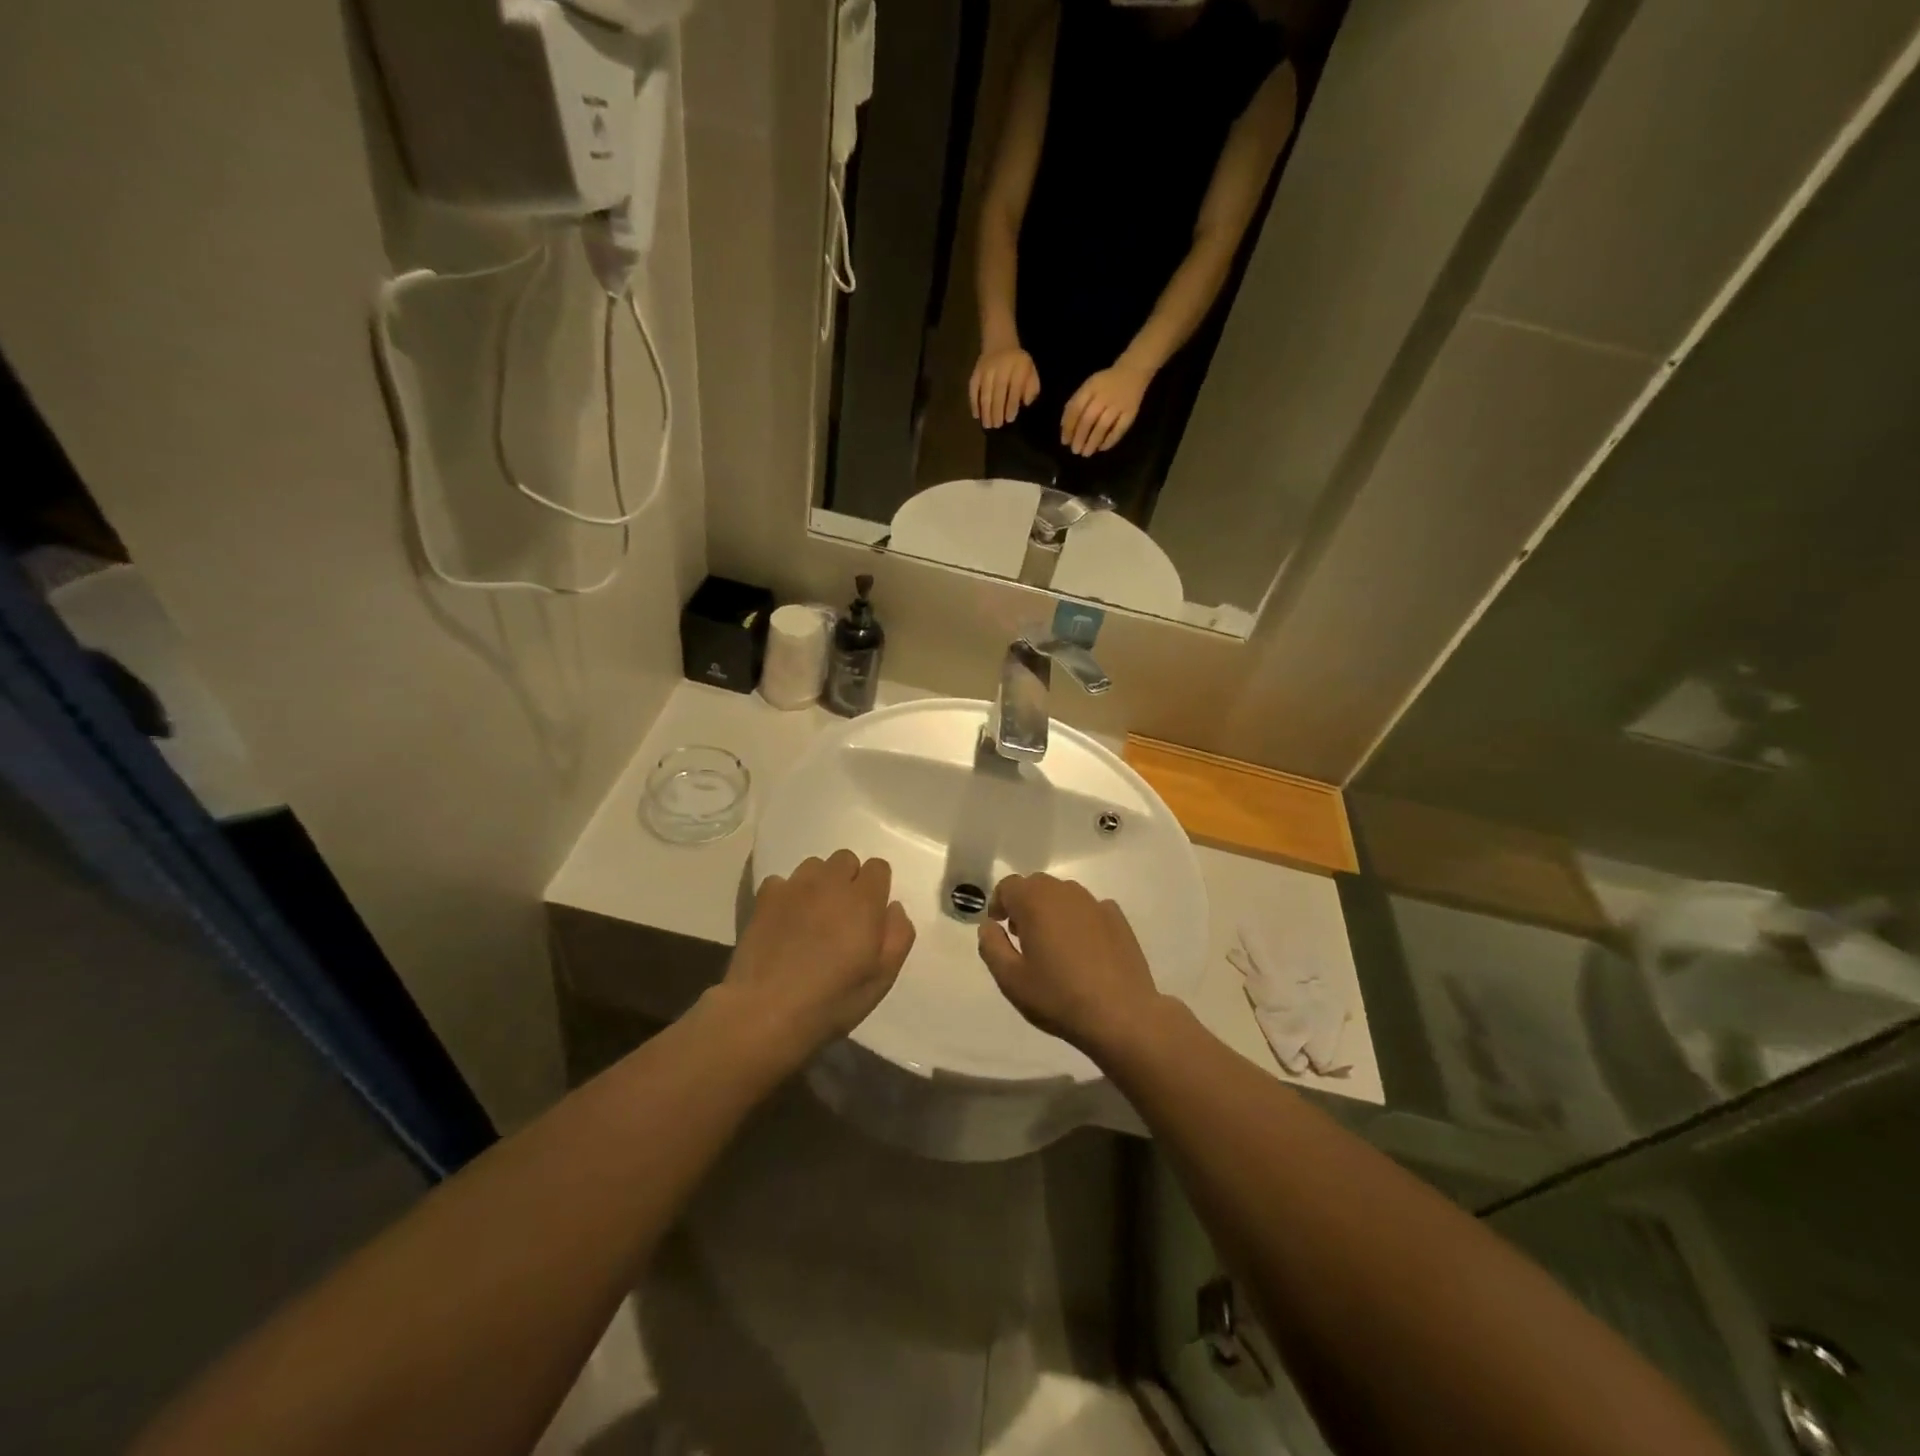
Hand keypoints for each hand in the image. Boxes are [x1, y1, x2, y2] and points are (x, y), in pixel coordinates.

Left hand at [722, 850, 914, 1068]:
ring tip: (813, 915)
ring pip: (814, 866)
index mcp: (864, 900)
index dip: (877, 887)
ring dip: (819, 883)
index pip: (878, 867)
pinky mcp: (765, 898)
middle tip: (843, 915)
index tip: (871, 913)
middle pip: (846, 859)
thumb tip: (893, 907)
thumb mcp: (883, 978)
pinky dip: (786, 895)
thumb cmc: (833, 1000)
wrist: (766, 1012)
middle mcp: (830, 883)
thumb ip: (898, 935)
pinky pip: (781, 881)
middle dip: (849, 879)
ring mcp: (794, 887)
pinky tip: (784, 921)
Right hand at [970, 345, 1040, 428]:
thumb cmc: (1018, 364)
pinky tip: (976, 415)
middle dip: (997, 409)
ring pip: (985, 391)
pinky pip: (973, 388)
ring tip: (987, 424)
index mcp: (1018, 366)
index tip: (1009, 419)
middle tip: (997, 425)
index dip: (1011, 404)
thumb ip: (1031, 387)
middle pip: (998, 390)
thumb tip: (1026, 403)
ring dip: (985, 409)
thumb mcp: (1031, 372)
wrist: (1000, 342)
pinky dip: (973, 402)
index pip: (1015, 387)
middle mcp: (1001, 366)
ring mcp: (986, 368)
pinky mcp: (976, 372)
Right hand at [976, 873, 1167, 1056]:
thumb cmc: (1058, 996)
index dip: (999, 903)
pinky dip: (1079, 920)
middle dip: (1024, 904)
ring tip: (1052, 944)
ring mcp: (1095, 903)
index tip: (999, 927)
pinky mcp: (1118, 918)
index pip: (1008, 886)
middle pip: (1036, 885)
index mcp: (1035, 901)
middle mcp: (1065, 892)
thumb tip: (989, 925)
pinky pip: (1089, 909)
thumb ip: (991, 946)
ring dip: (1051, 910)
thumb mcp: (1010, 979)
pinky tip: (1083, 949)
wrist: (1121, 1015)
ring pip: (1063, 895)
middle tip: (1022, 937)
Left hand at [1061, 363, 1150, 456]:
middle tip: (1075, 450)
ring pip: (1103, 426)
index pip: (1076, 409)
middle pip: (1088, 419)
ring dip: (1093, 442)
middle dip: (1080, 437)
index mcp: (1091, 387)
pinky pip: (1119, 429)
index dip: (1069, 427)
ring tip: (1086, 453)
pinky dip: (1110, 440)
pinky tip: (1102, 448)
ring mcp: (1118, 404)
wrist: (1133, 372)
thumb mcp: (1088, 387)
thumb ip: (1076, 404)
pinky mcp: (1131, 412)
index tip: (1065, 441)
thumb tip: (1065, 429)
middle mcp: (1104, 396)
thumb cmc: (1105, 384)